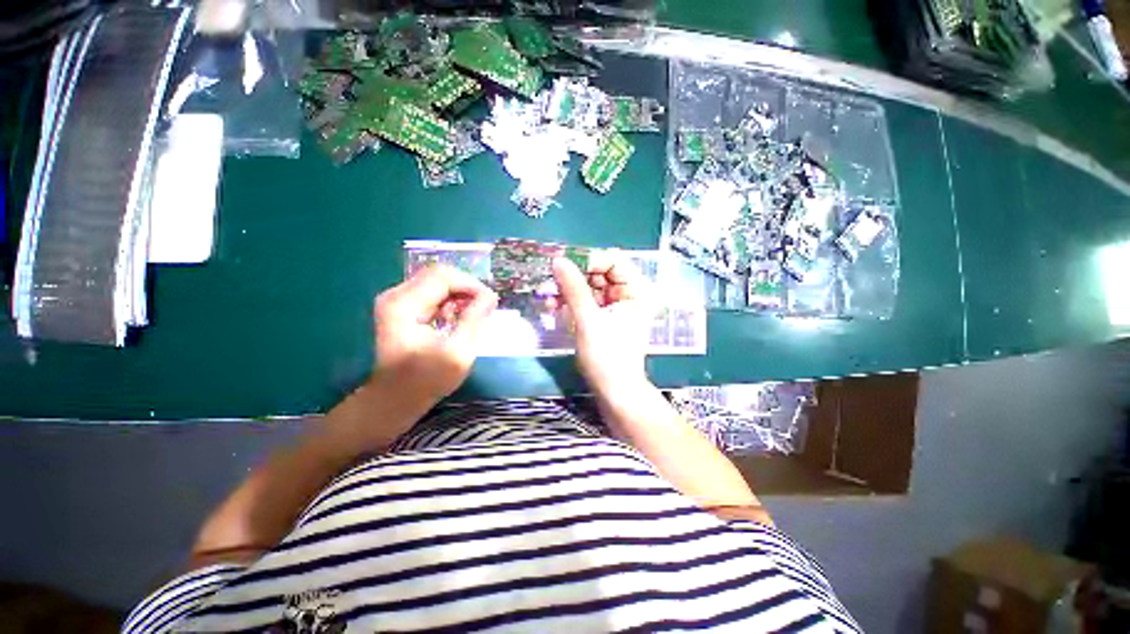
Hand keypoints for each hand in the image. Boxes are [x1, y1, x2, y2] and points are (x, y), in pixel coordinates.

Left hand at [371, 265, 497, 403]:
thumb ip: (474, 320)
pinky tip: (455, 319)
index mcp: (404, 305)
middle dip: (466, 289)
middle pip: (439, 275)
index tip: (490, 303)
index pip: (444, 276)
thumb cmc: (426, 380)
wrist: (394, 399)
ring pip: (436, 282)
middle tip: (483, 309)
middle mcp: (396, 295)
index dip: (471, 285)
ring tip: (470, 316)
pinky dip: (449, 302)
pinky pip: (431, 293)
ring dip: (458, 296)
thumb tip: (490, 296)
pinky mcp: (401, 308)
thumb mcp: (458, 352)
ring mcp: (396, 301)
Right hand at [553, 254, 649, 396]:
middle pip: (599, 272)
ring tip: (547, 296)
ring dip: (567, 290)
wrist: (614, 392)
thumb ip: (574, 289)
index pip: (613, 260)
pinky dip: (569, 302)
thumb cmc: (607, 358)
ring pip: (588, 287)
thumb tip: (558, 260)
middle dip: (574, 276)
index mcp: (635, 290)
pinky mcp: (602, 317)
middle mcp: (627, 294)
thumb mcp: (589, 321)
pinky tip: (553, 306)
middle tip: (550, 282)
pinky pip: (585, 301)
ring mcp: (614, 306)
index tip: (564, 267)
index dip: (589, 261)